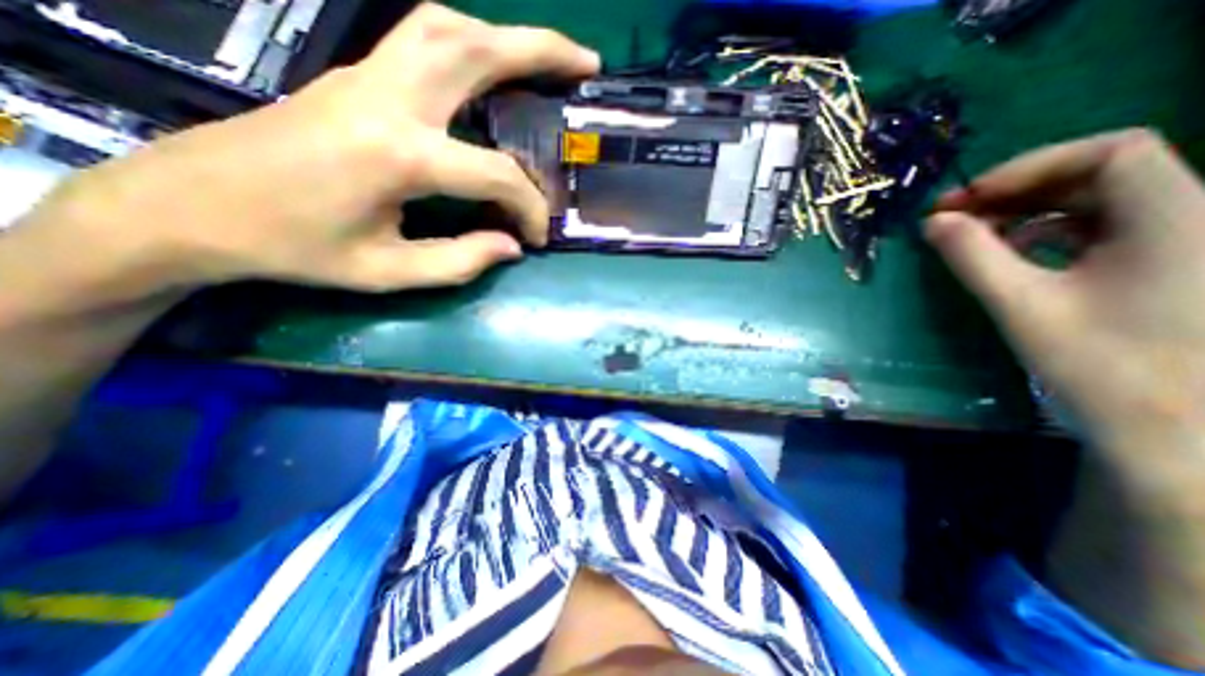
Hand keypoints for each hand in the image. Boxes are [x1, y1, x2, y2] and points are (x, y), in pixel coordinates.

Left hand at [16, 3, 598, 292]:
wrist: (194, 205)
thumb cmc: (295, 248)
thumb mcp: (387, 272)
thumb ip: (460, 261)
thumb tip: (511, 246)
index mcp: (398, 155)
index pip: (495, 172)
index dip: (529, 207)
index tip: (537, 236)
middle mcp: (388, 99)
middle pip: (474, 48)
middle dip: (541, 49)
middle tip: (586, 64)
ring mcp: (367, 77)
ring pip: (446, 27)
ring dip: (505, 37)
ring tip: (547, 58)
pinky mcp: (357, 77)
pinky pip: (423, 39)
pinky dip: (470, 44)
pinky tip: (490, 67)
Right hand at [924, 127, 1203, 465]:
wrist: (1175, 430)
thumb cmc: (1100, 365)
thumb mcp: (1021, 304)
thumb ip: (973, 256)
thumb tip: (933, 222)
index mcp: (1176, 218)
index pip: (1111, 151)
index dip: (1030, 166)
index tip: (969, 199)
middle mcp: (1192, 217)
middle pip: (1101, 173)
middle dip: (1020, 189)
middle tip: (957, 216)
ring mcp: (1183, 241)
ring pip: (1099, 200)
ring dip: (1029, 210)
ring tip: (976, 235)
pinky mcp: (1166, 264)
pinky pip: (1103, 227)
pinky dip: (1049, 231)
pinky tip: (1013, 253)